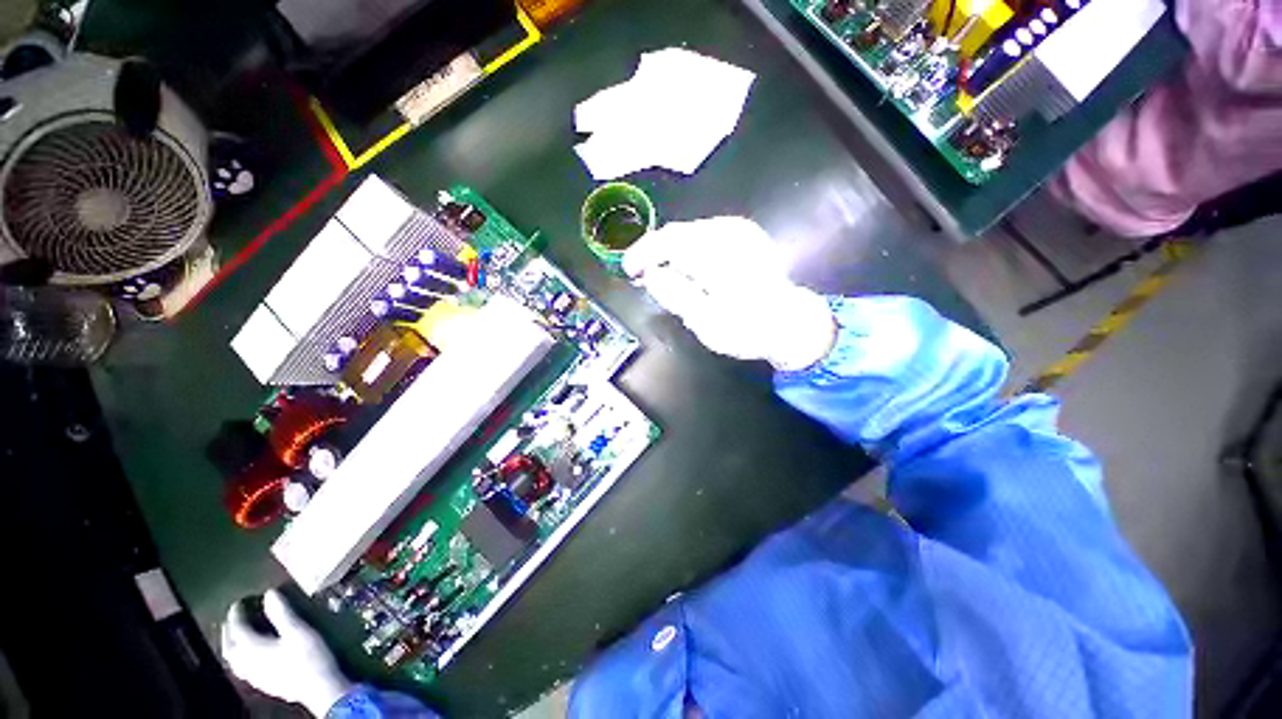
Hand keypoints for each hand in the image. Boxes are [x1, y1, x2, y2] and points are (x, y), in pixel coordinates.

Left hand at [221, 589, 352, 716]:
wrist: (326, 694)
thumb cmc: (310, 661)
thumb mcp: (298, 631)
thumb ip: (281, 611)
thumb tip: (268, 594)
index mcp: (249, 645)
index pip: (235, 623)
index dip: (237, 610)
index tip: (242, 601)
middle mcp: (247, 661)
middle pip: (229, 644)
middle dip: (229, 629)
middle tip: (235, 619)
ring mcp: (257, 677)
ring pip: (234, 661)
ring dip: (233, 647)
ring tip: (239, 640)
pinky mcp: (268, 688)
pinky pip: (246, 673)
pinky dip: (243, 662)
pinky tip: (253, 661)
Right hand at [622, 217, 836, 370]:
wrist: (792, 322)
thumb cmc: (749, 327)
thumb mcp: (706, 322)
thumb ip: (675, 294)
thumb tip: (652, 273)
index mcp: (717, 253)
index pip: (668, 241)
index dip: (642, 253)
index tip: (629, 270)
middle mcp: (728, 233)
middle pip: (679, 232)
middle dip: (656, 251)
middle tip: (642, 274)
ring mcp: (740, 230)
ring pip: (692, 230)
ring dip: (673, 248)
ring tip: (663, 272)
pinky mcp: (747, 233)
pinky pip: (708, 232)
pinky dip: (692, 246)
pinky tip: (689, 265)